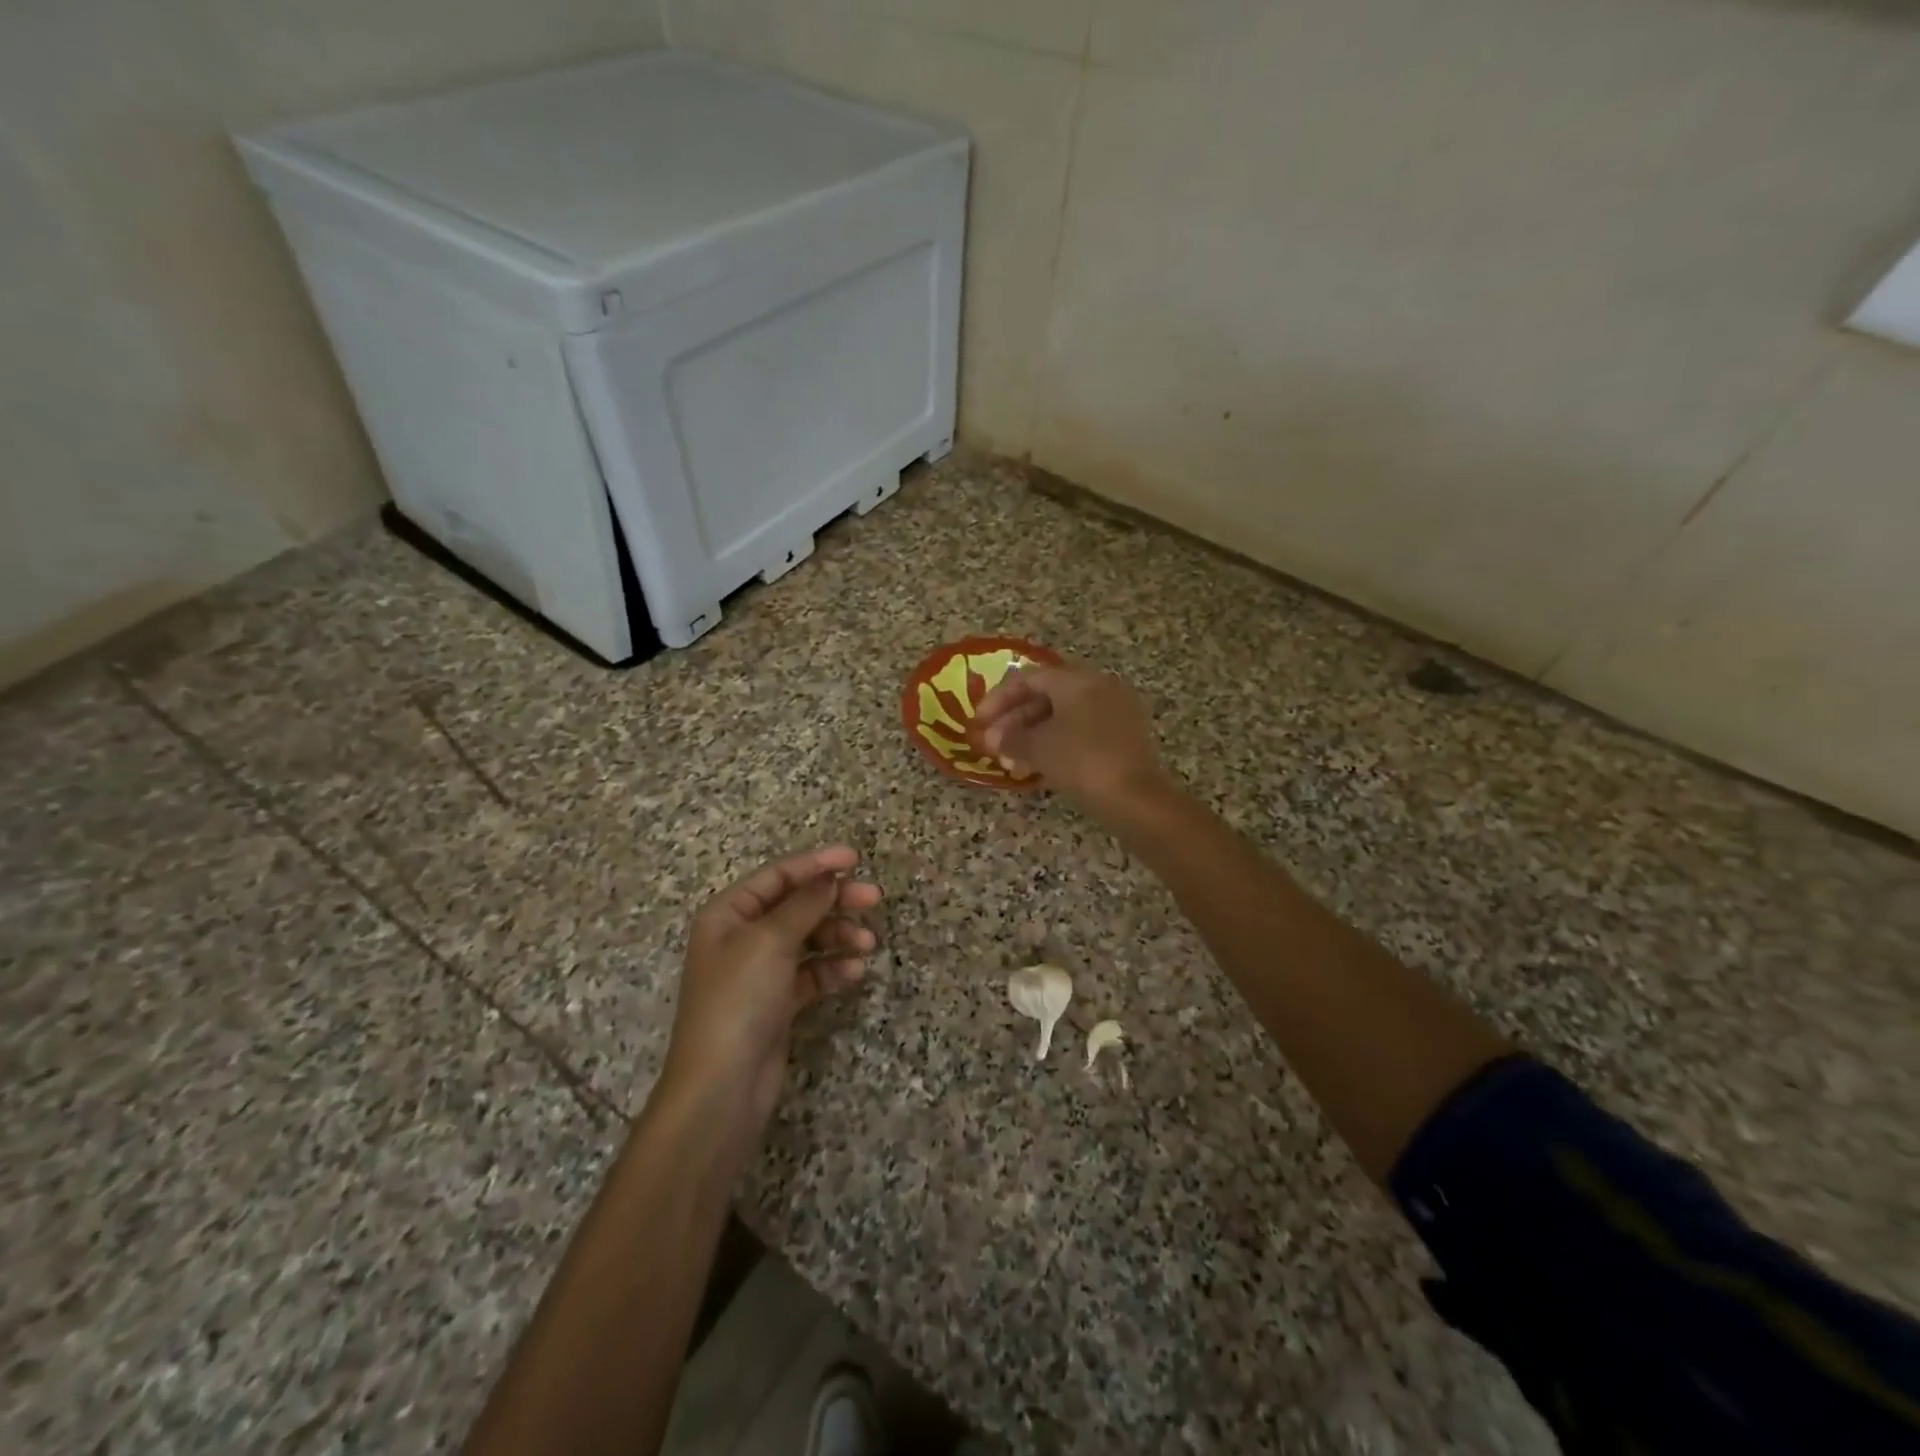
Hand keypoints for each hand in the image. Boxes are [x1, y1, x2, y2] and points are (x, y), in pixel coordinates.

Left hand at [658, 846, 880, 1149]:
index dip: (816, 863)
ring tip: (868, 943)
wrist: (722, 1087)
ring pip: (808, 939)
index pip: (777, 876)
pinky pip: (810, 974)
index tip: (855, 858)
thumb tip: (829, 877)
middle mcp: (742, 938)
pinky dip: (832, 970)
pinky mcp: (777, 1003)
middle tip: (874, 898)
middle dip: (834, 901)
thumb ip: (804, 905)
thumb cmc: (739, 1000)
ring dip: (838, 936)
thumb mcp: (770, 941)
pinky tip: (854, 973)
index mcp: (728, 914)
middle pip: (796, 905)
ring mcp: (760, 972)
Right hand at [972, 662, 1168, 820]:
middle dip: (1014, 720)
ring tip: (1010, 762)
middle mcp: (1100, 687)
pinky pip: (1082, 731)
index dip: (998, 698)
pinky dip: (1057, 744)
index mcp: (1079, 680)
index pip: (1029, 678)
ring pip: (1064, 716)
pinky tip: (1038, 767)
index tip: (978, 722)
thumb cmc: (1081, 762)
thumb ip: (1010, 739)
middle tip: (992, 745)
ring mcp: (1117, 712)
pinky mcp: (1125, 737)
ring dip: (1033, 735)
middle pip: (1047, 696)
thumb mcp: (1038, 748)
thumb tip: (994, 740)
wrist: (1136, 799)